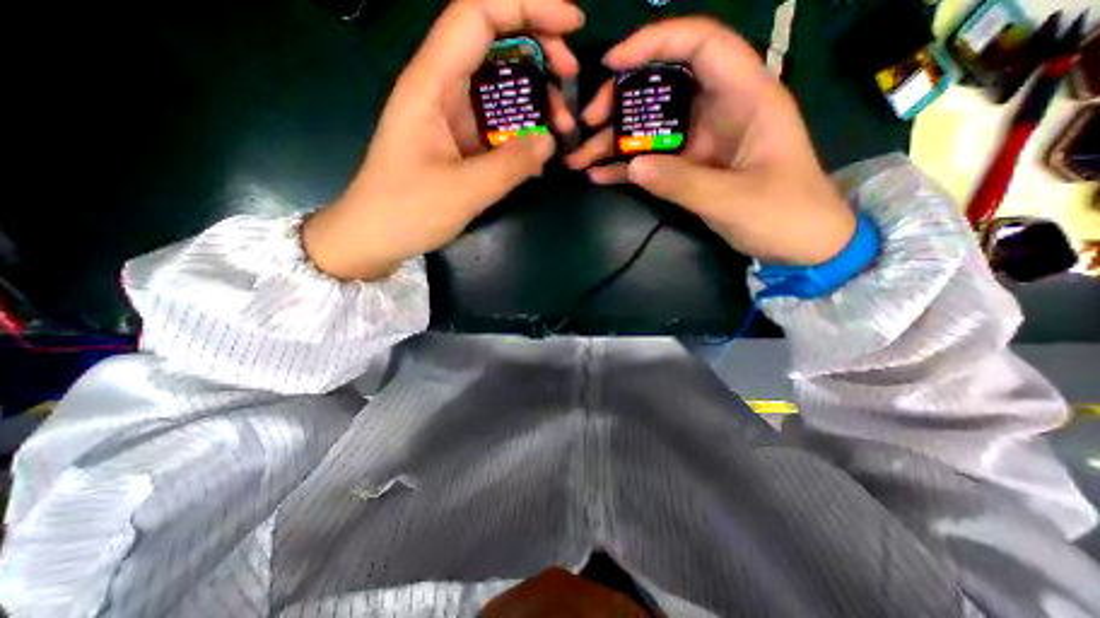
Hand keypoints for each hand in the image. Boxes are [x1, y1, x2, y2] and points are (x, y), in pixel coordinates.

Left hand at [302, 0, 584, 279]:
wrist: (376, 236)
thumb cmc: (408, 211)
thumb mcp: (464, 190)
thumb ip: (511, 165)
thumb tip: (550, 141)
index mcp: (431, 84)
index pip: (478, 14)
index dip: (528, 6)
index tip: (572, 24)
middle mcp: (440, 88)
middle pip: (492, 41)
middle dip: (539, 49)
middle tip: (570, 80)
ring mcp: (450, 115)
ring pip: (498, 84)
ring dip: (534, 95)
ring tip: (561, 126)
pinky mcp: (458, 139)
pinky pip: (496, 120)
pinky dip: (522, 127)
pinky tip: (539, 148)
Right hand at [568, 17, 857, 266]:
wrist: (799, 243)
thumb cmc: (783, 214)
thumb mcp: (734, 200)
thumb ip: (683, 182)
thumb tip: (633, 165)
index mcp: (747, 96)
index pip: (701, 44)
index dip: (655, 42)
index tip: (612, 63)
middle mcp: (720, 110)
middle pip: (665, 85)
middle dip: (622, 99)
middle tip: (589, 122)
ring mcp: (701, 141)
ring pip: (652, 126)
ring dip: (614, 139)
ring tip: (579, 156)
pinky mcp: (690, 167)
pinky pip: (653, 159)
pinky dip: (625, 166)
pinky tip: (598, 175)